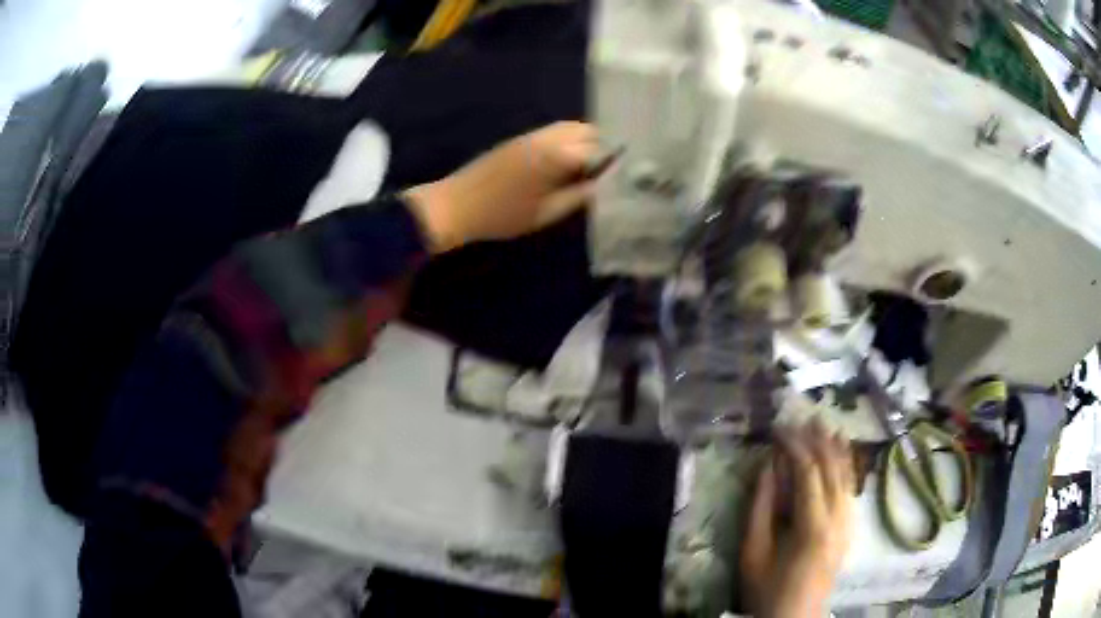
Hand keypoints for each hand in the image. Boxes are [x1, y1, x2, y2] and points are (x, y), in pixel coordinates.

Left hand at [404, 121, 599, 252]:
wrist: (456, 205)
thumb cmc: (501, 216)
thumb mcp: (546, 213)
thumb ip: (579, 197)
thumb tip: (604, 186)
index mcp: (556, 155)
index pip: (599, 149)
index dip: (616, 160)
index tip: (628, 173)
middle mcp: (548, 137)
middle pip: (588, 131)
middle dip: (605, 145)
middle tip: (614, 169)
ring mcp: (533, 134)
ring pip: (571, 127)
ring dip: (588, 140)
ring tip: (595, 165)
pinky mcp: (521, 138)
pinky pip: (555, 131)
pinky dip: (571, 140)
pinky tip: (571, 160)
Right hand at [740, 421, 854, 617]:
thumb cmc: (767, 590)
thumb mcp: (753, 552)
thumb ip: (760, 507)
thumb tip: (767, 465)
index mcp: (815, 526)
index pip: (809, 472)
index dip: (795, 445)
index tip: (778, 428)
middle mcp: (840, 519)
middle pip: (833, 468)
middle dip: (818, 440)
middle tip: (802, 417)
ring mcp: (849, 523)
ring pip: (847, 475)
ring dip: (835, 448)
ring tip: (824, 424)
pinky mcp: (850, 529)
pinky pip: (851, 488)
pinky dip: (846, 465)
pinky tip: (841, 453)